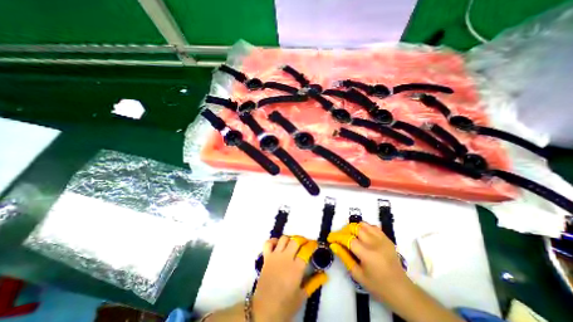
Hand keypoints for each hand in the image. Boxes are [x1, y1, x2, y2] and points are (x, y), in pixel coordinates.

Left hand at [253, 235, 328, 320]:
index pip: (306, 250)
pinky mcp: (266, 258)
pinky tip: (277, 245)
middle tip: (304, 244)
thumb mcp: (302, 296)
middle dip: (302, 240)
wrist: (264, 310)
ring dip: (289, 239)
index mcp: (296, 268)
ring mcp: (275, 256)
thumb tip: (325, 275)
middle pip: (295, 241)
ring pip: (283, 239)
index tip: (314, 244)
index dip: (312, 245)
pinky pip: (268, 243)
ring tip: (292, 244)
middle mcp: (286, 258)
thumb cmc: (285, 305)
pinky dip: (273, 241)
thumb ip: (314, 283)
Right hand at [327, 223, 406, 302]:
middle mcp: (375, 243)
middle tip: (339, 238)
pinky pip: (372, 226)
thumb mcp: (358, 275)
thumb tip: (333, 245)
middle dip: (344, 230)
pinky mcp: (387, 238)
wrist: (402, 291)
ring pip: (363, 224)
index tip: (330, 238)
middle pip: (355, 227)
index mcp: (367, 254)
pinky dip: (364, 228)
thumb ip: (344, 257)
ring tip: (350, 235)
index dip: (337, 236)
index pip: (348, 239)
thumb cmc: (378, 286)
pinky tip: (362, 236)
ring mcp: (382, 239)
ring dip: (353, 228)